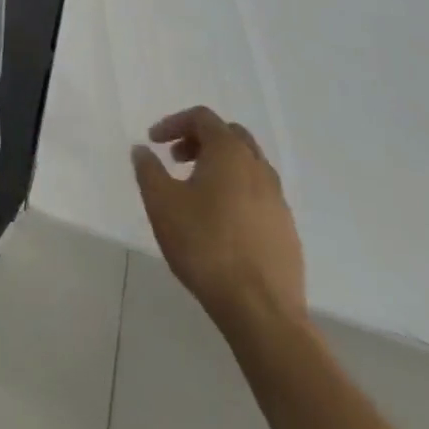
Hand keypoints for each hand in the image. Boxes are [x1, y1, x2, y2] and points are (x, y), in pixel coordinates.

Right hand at [132, 106, 305, 334]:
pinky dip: (236, 193)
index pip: (203, 118)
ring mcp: (278, 200)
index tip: (154, 142)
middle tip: (176, 159)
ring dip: (220, 166)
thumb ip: (148, 169)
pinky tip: (219, 222)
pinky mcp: (286, 230)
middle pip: (230, 136)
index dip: (174, 123)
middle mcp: (259, 168)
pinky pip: (258, 196)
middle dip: (200, 140)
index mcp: (230, 153)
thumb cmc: (205, 245)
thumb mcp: (161, 203)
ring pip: (248, 166)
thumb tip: (143, 150)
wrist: (261, 310)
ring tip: (195, 192)